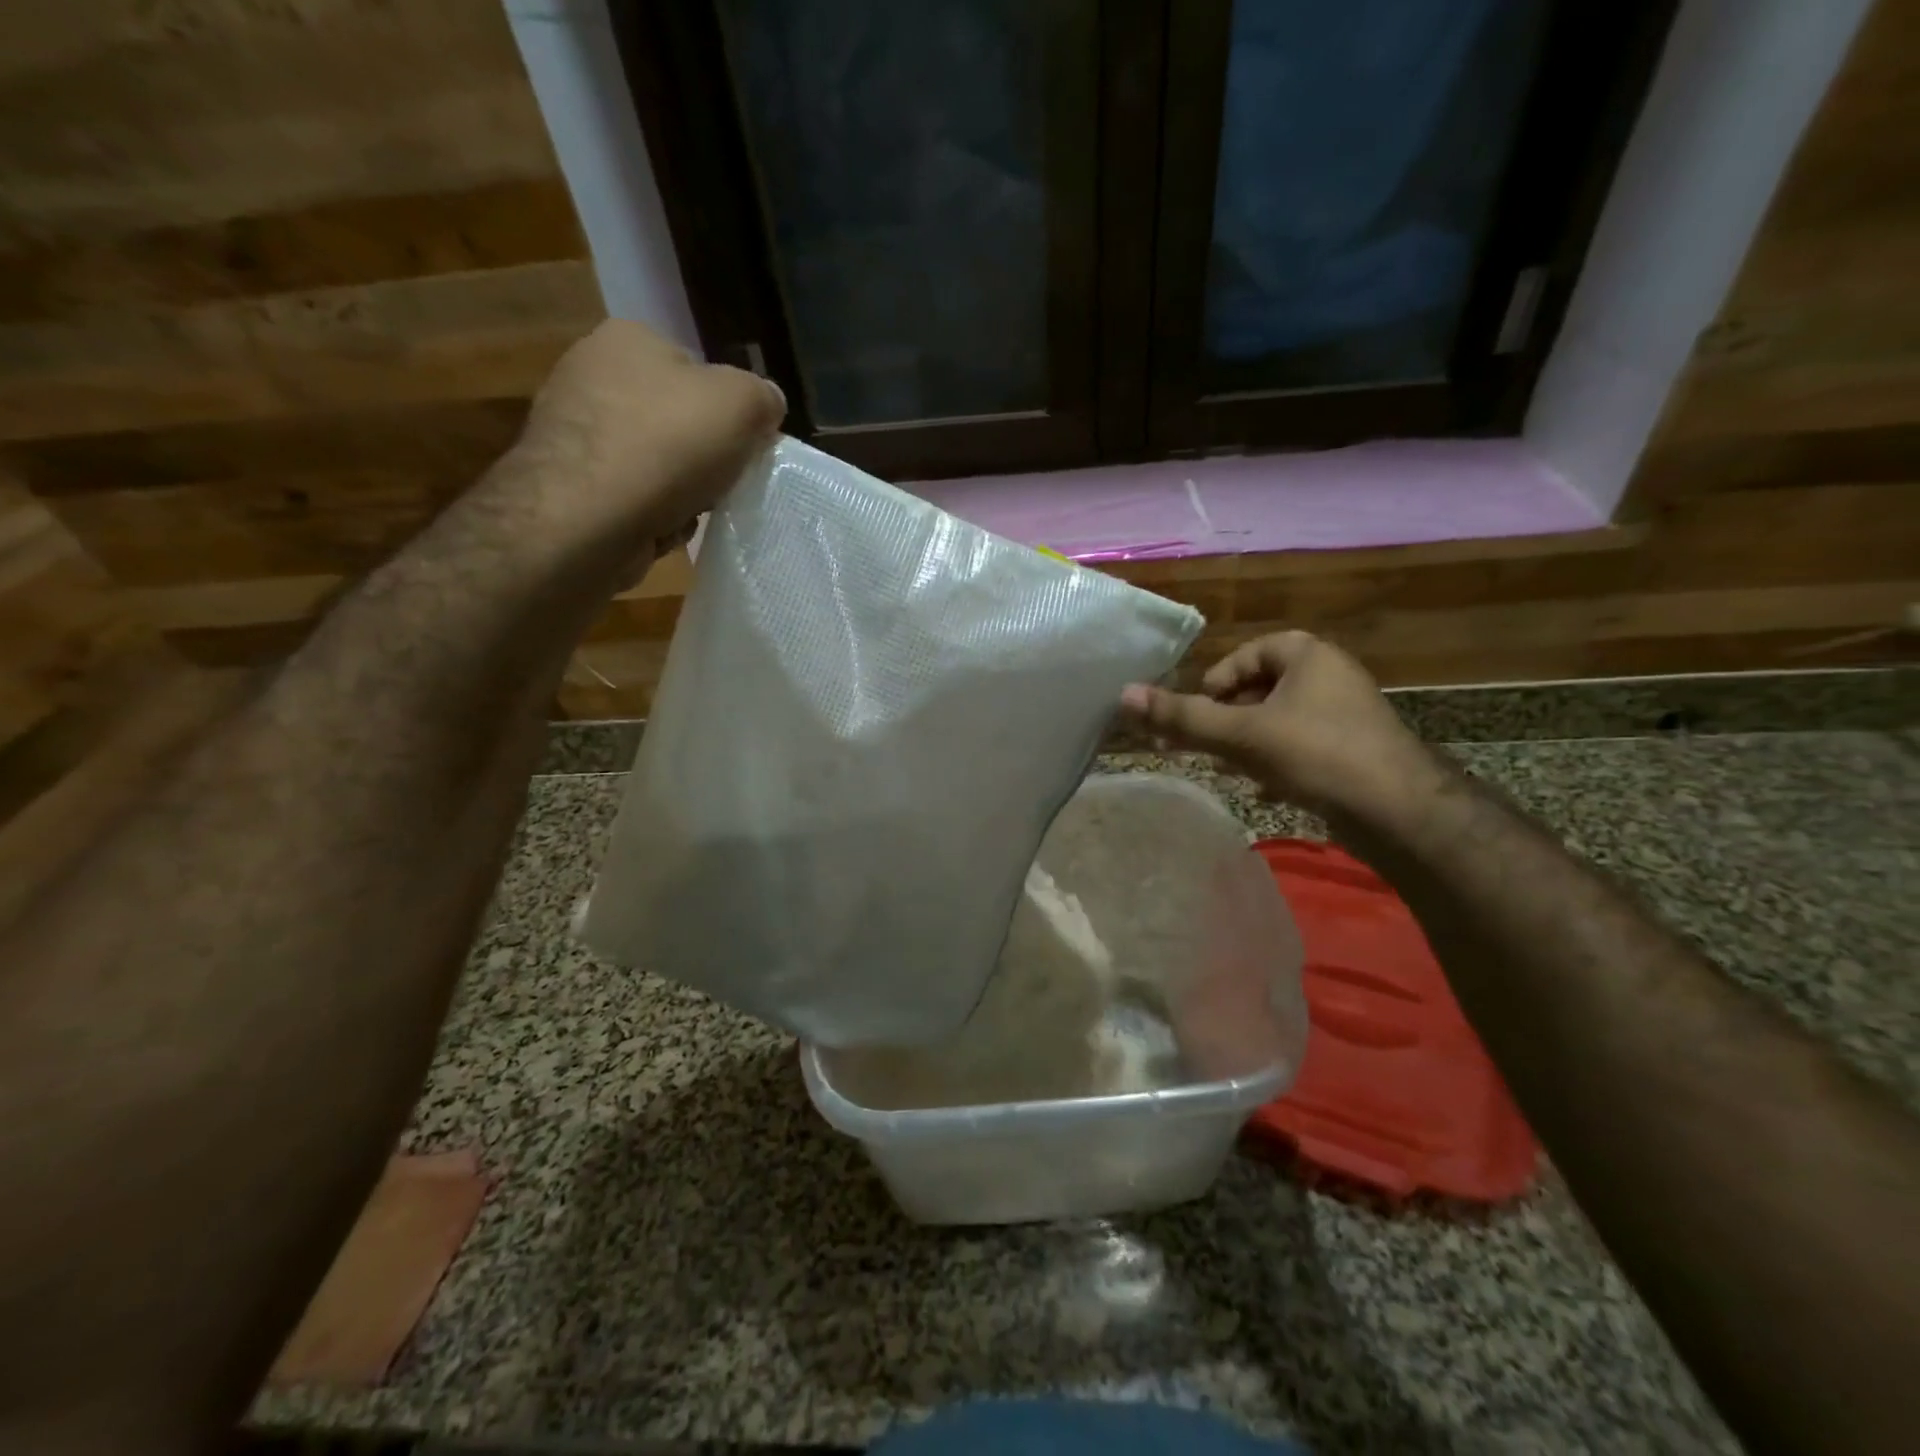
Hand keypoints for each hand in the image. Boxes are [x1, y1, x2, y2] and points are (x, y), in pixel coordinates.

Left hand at [501, 319, 786, 573]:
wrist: (586, 519)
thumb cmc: (667, 446)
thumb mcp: (742, 405)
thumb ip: (764, 397)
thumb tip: (767, 406)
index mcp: (629, 338)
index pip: (697, 369)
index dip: (728, 411)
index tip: (744, 446)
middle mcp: (590, 372)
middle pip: (675, 419)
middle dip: (702, 455)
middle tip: (721, 481)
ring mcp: (572, 429)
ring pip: (655, 462)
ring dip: (680, 491)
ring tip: (689, 509)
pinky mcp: (567, 482)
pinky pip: (631, 496)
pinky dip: (651, 513)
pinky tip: (658, 527)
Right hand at [1119, 630, 1444, 823]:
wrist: (1400, 812)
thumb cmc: (1316, 754)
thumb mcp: (1240, 734)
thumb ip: (1182, 717)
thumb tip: (1124, 694)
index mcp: (1309, 656)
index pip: (1251, 652)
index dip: (1219, 680)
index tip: (1201, 711)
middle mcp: (1331, 677)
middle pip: (1263, 688)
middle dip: (1229, 717)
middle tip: (1206, 744)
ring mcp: (1346, 716)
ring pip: (1280, 721)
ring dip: (1249, 742)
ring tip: (1229, 768)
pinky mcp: (1354, 751)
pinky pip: (1302, 746)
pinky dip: (1277, 762)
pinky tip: (1264, 790)